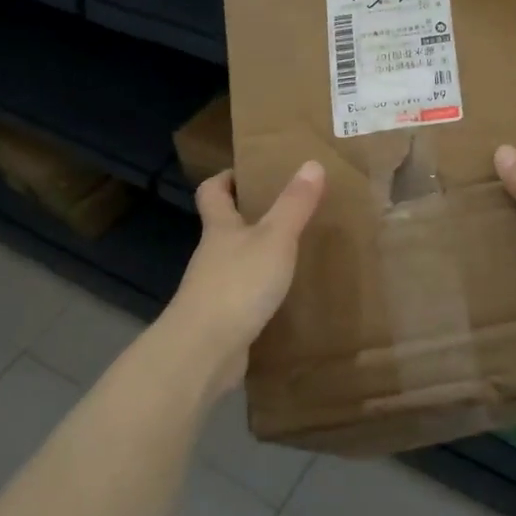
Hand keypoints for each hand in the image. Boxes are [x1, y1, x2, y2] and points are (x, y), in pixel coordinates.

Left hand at [161, 161, 326, 393]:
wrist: (203, 352)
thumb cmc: (238, 284)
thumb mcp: (275, 239)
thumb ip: (294, 204)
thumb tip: (312, 163)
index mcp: (219, 228)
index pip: (212, 192)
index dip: (225, 178)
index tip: (247, 172)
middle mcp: (212, 255)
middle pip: (225, 227)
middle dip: (250, 216)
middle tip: (288, 209)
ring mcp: (214, 289)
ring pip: (236, 262)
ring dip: (258, 255)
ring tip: (295, 251)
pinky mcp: (223, 319)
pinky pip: (244, 296)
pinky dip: (261, 291)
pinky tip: (286, 296)